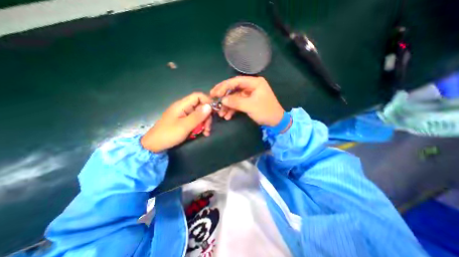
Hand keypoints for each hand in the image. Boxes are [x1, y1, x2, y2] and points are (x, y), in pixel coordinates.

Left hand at [141, 92, 211, 152]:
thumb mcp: (184, 126)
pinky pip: (196, 121)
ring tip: (206, 132)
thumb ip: (197, 116)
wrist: (154, 145)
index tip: (214, 112)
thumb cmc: (168, 134)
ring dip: (205, 123)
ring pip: (200, 115)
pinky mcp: (185, 121)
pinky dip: (201, 126)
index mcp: (182, 105)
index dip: (207, 101)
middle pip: (201, 106)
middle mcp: (184, 108)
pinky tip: (203, 133)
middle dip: (207, 116)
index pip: (198, 96)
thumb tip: (210, 106)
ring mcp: (185, 115)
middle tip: (208, 127)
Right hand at [210, 76, 283, 126]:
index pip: (236, 81)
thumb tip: (222, 100)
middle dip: (223, 94)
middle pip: (234, 88)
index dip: (224, 86)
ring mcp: (249, 94)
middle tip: (213, 98)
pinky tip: (227, 116)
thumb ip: (235, 102)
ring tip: (220, 113)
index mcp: (254, 82)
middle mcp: (251, 86)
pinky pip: (238, 103)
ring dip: (227, 105)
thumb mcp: (250, 106)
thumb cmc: (266, 111)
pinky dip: (232, 109)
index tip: (215, 93)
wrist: (275, 122)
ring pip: (234, 97)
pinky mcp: (248, 101)